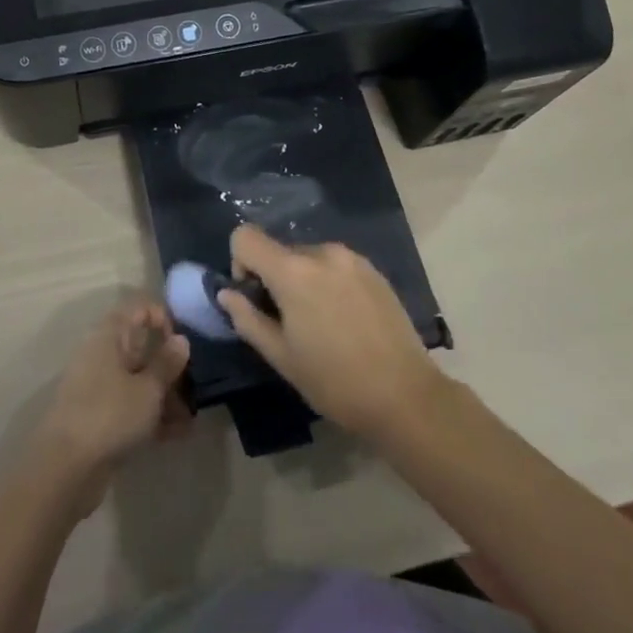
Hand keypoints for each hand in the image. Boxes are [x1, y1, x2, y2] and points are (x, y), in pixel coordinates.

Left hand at [32, 297, 190, 511]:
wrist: (65, 470)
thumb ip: (167, 363)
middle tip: (196, 383)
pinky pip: (132, 408)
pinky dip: (153, 416)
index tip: (184, 340)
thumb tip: (181, 339)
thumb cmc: (110, 415)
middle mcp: (102, 356)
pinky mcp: (101, 419)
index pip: (138, 310)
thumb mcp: (148, 388)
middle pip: (141, 348)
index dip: (163, 317)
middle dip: (170, 365)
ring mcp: (100, 389)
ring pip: (139, 381)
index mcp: (109, 337)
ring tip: (191, 416)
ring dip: (166, 395)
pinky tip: (179, 433)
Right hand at [217, 223, 446, 441]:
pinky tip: (345, 320)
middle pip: (279, 250)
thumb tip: (227, 294)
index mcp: (293, 271)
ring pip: (308, 258)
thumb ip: (247, 319)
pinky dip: (328, 283)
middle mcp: (322, 252)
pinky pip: (335, 265)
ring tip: (321, 324)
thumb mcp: (281, 356)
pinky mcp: (374, 269)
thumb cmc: (334, 381)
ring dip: (303, 280)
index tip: (256, 298)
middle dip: (274, 278)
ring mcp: (352, 258)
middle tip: (289, 322)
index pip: (245, 236)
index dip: (240, 263)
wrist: (405, 396)